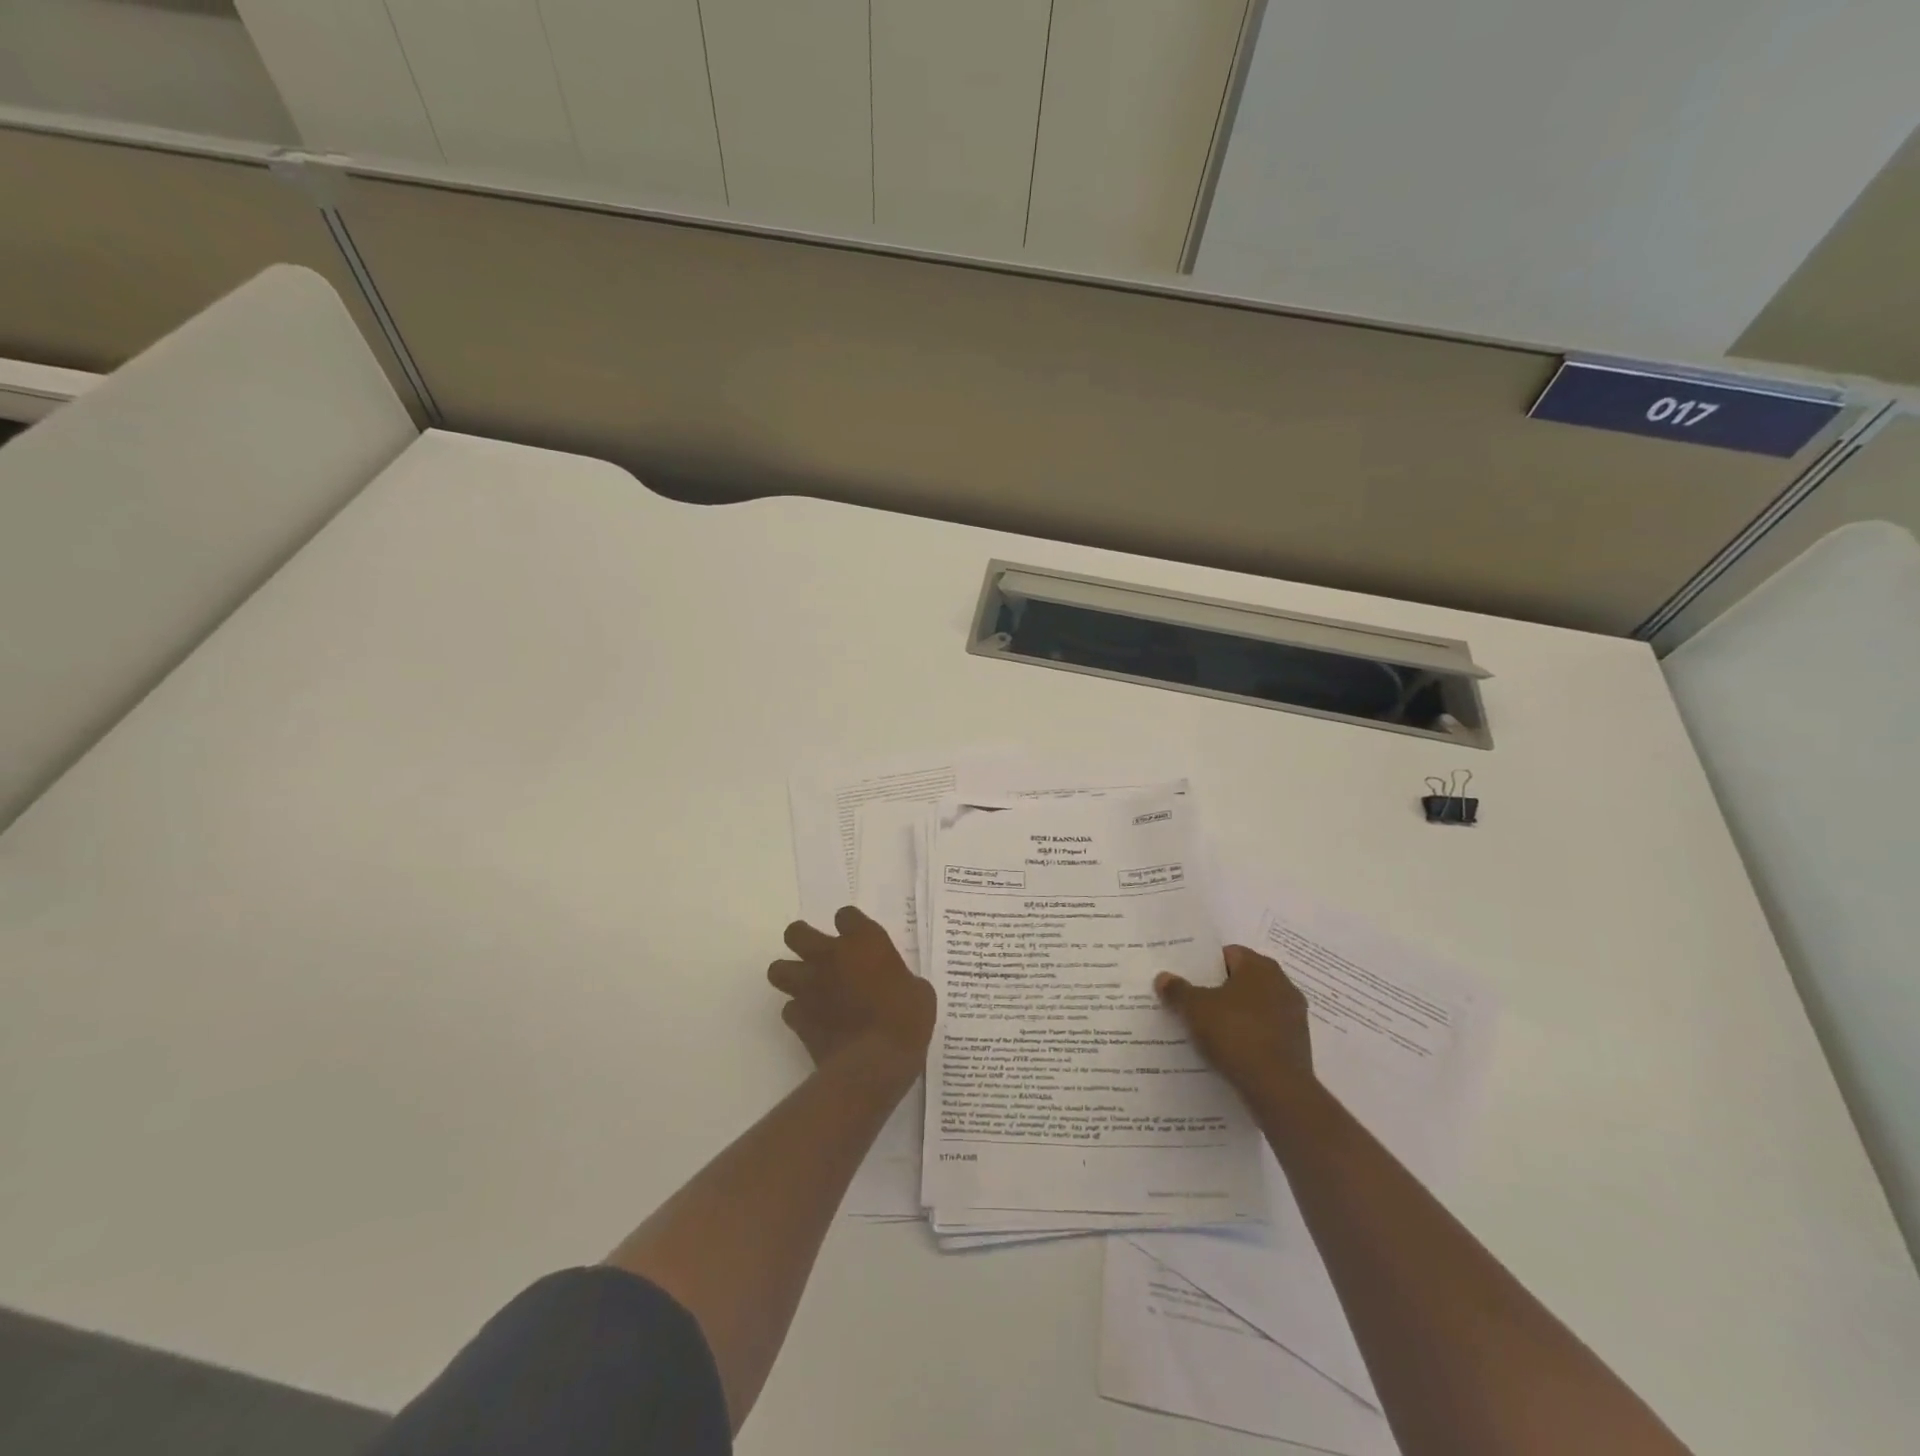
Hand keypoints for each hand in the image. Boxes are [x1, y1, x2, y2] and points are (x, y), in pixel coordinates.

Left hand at [768, 907, 935, 1090]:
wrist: (876, 1061)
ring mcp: (809, 986)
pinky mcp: (798, 1018)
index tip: (856, 937)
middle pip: (796, 933)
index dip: (850, 925)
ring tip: (807, 986)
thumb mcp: (918, 991)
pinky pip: (789, 1008)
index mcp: (864, 941)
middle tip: (818, 955)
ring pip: (778, 969)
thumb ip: (899, 978)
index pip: (846, 915)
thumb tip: (895, 985)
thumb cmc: (907, 1018)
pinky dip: (798, 1012)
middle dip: (802, 940)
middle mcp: (830, 956)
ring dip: (790, 975)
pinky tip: (813, 1021)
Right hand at [1156, 945, 1315, 1099]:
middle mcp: (1282, 984)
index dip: (1206, 965)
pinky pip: (1266, 1031)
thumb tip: (1163, 977)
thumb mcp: (1194, 1009)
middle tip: (1194, 1003)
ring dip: (1236, 1014)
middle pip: (1243, 980)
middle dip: (1220, 990)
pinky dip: (1250, 1036)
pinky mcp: (1298, 1044)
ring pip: (1255, 1007)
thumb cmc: (1234, 1033)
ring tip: (1209, 1030)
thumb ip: (1177, 990)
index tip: (1188, 979)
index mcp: (1260, 967)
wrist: (1277, 1087)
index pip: (1229, 954)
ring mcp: (1294, 1015)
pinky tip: (1230, 1050)